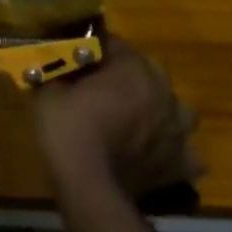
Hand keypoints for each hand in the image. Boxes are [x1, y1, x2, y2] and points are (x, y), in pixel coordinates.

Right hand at [34, 39, 204, 199]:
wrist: (90, 186)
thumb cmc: (67, 130)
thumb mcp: (47, 93)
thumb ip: (57, 73)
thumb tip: (54, 65)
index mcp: (133, 69)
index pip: (115, 44)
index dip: (95, 51)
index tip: (78, 62)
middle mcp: (164, 92)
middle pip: (148, 72)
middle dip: (128, 78)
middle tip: (102, 91)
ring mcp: (180, 130)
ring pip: (175, 110)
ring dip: (158, 111)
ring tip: (134, 122)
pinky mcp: (184, 163)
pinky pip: (184, 150)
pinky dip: (171, 150)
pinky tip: (152, 155)